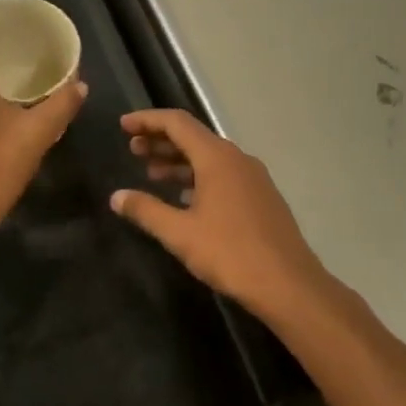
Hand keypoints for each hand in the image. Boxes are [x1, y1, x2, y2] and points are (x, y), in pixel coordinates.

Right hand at [111, 109, 340, 320]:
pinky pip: (223, 174)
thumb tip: (117, 196)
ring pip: (209, 157)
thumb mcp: (180, 233)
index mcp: (217, 158)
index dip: (147, 120)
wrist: (288, 284)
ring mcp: (253, 177)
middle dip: (161, 140)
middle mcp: (237, 158)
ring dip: (179, 161)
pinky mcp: (261, 197)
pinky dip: (198, 177)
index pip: (177, 123)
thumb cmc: (230, 253)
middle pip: (194, 137)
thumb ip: (146, 210)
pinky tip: (184, 197)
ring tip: (151, 173)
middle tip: (133, 150)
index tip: (123, 126)